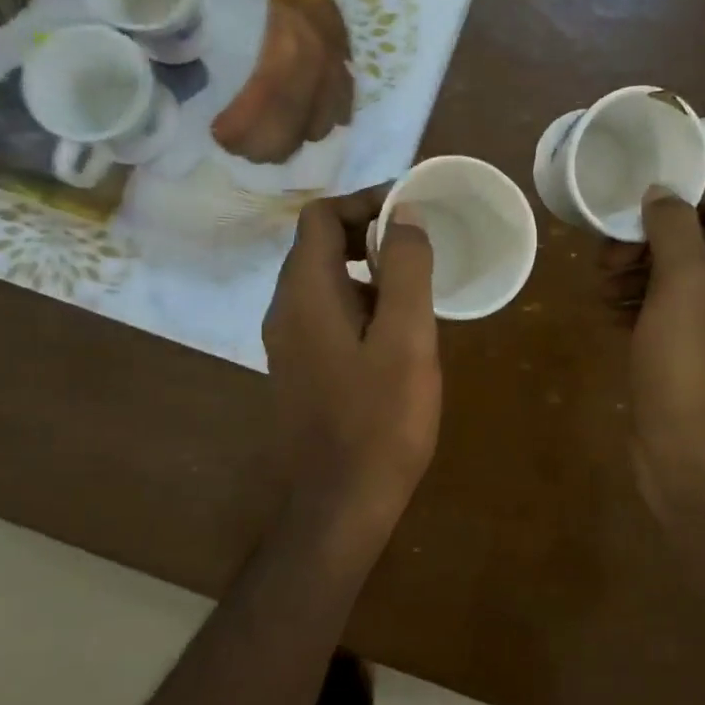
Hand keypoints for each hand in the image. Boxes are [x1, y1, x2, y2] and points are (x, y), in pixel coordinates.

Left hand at [264, 187, 441, 530]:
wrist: (341, 502)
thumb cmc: (380, 420)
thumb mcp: (406, 339)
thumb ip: (406, 269)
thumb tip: (404, 213)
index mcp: (305, 294)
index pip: (321, 216)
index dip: (366, 201)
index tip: (412, 211)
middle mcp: (285, 310)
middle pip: (318, 244)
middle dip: (369, 232)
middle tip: (420, 246)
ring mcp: (288, 342)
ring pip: (324, 280)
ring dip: (367, 268)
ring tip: (416, 286)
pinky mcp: (300, 368)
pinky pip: (327, 313)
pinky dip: (360, 302)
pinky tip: (396, 331)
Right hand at [603, 189, 704, 516]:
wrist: (687, 456)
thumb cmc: (692, 365)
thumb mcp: (683, 286)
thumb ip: (675, 230)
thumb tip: (662, 194)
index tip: (661, 212)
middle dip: (658, 240)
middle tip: (613, 252)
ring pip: (684, 280)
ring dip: (642, 271)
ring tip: (602, 281)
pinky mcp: (692, 358)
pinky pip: (669, 314)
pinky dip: (640, 304)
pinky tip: (608, 310)